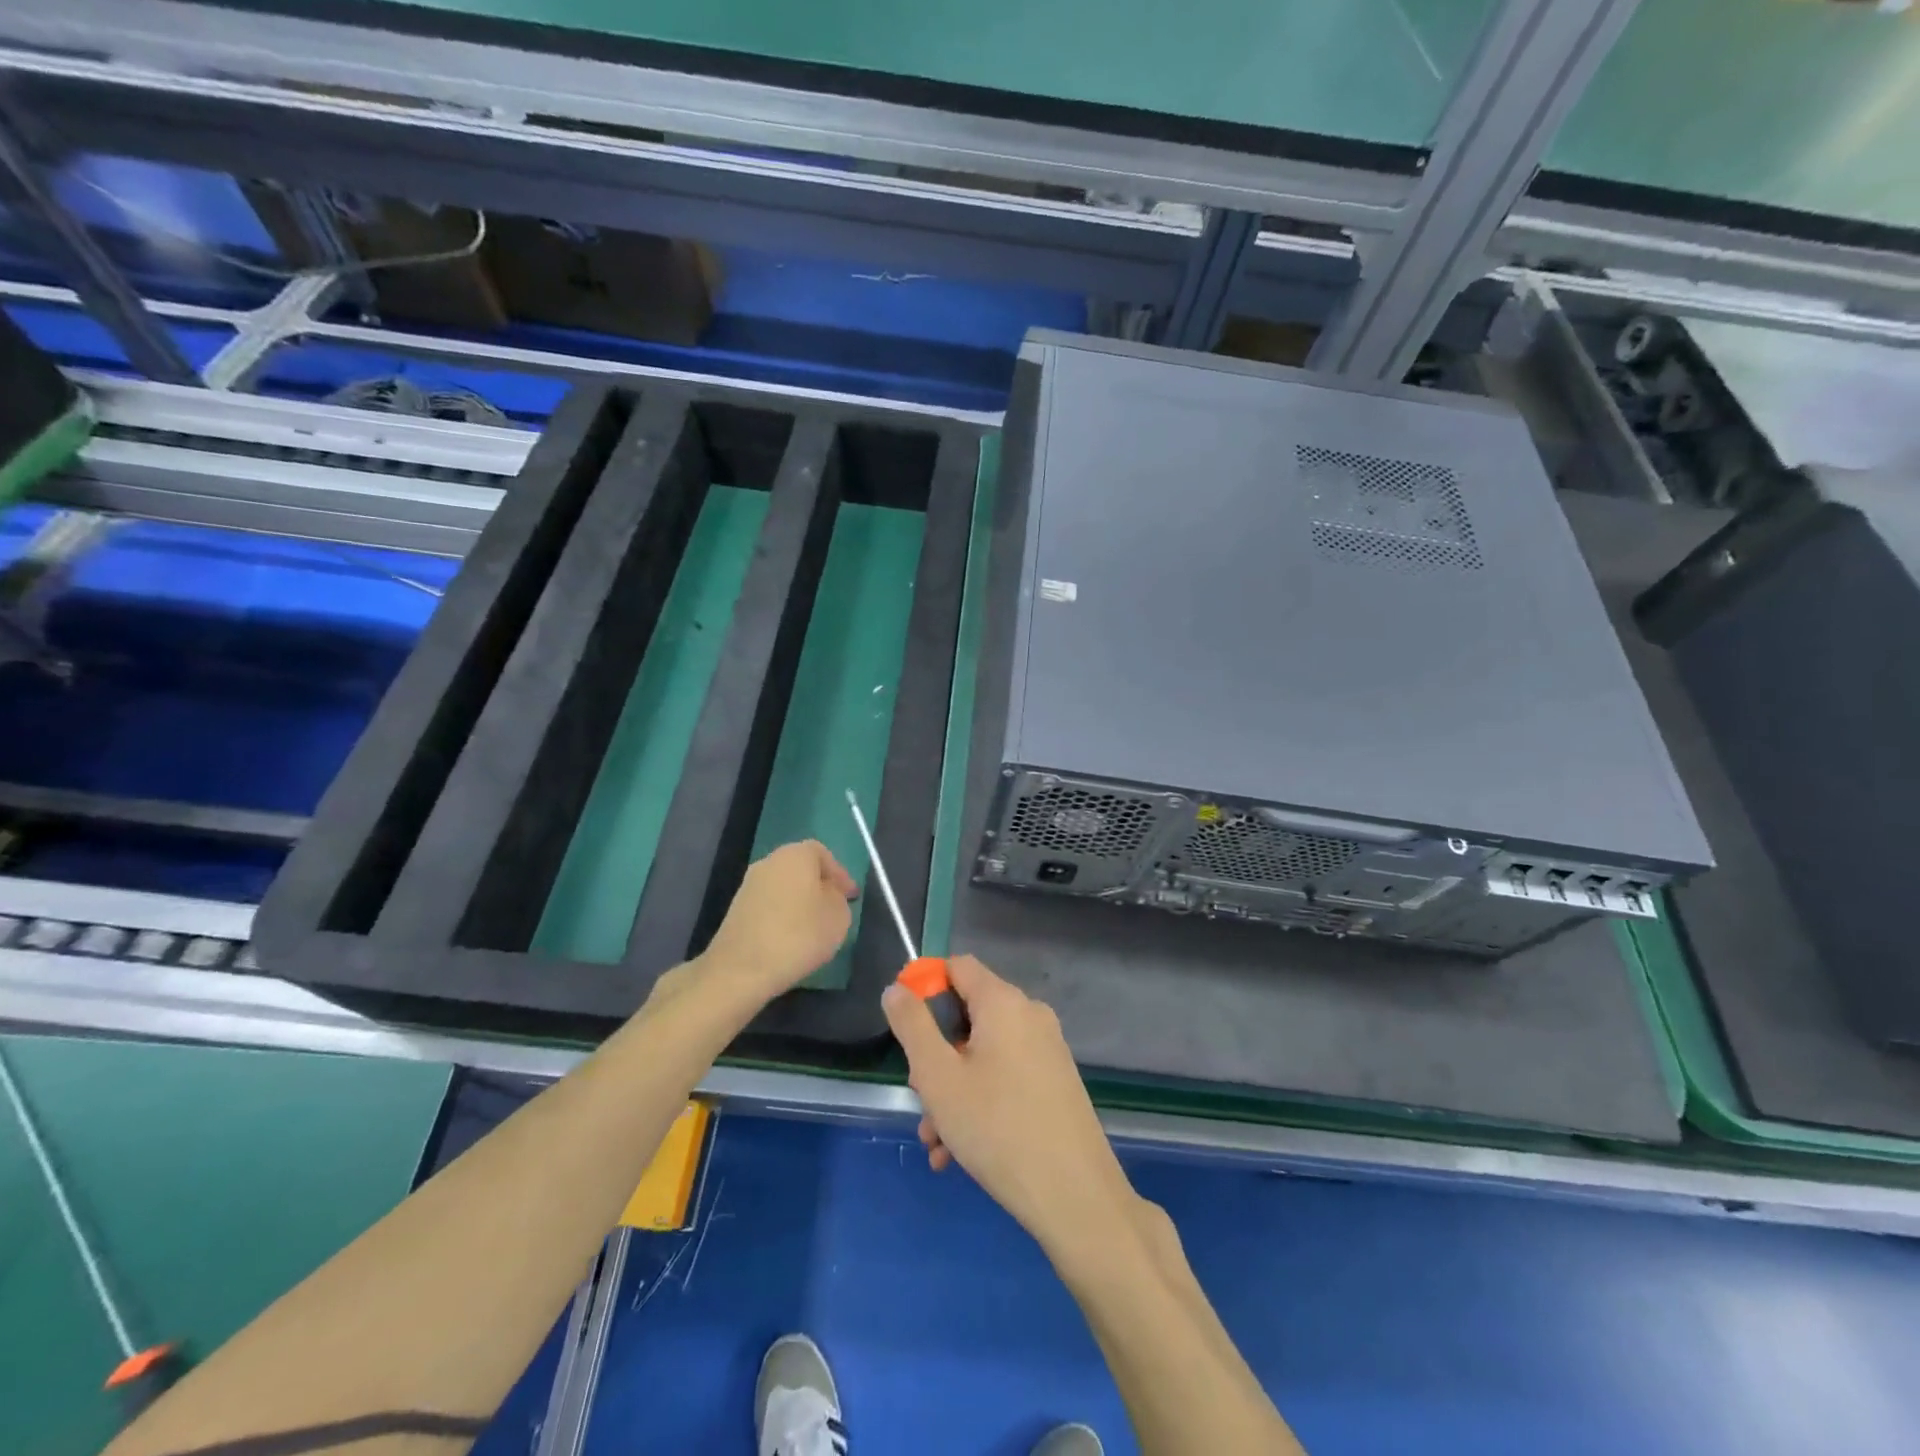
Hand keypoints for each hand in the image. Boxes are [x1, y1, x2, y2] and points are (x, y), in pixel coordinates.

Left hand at [699, 841, 857, 1000]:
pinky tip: (791, 938)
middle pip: (801, 868)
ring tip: (814, 927)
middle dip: (819, 886)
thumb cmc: (798, 935)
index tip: (851, 897)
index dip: (839, 874)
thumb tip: (828, 895)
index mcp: (795, 855)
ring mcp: (749, 886)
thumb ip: (838, 899)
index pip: (823, 854)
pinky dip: (782, 915)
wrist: (741, 969)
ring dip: (800, 902)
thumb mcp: (838, 917)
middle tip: (834, 909)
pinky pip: (769, 905)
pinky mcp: (736, 910)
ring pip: (784, 887)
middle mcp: (769, 862)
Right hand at [883, 955, 1141, 1265]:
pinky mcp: (1055, 1082)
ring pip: (983, 1055)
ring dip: (952, 1090)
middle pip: (968, 1015)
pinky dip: (979, 1102)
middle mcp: (1030, 1015)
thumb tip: (896, 989)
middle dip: (935, 1056)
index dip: (924, 986)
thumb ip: (912, 1026)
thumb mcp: (938, 1077)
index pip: (957, 966)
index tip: (904, 1027)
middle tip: (920, 1099)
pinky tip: (958, 1153)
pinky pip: (1005, 1077)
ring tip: (935, 1142)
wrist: (1074, 1196)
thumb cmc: (997, 1128)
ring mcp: (1047, 1050)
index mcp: (1004, 1002)